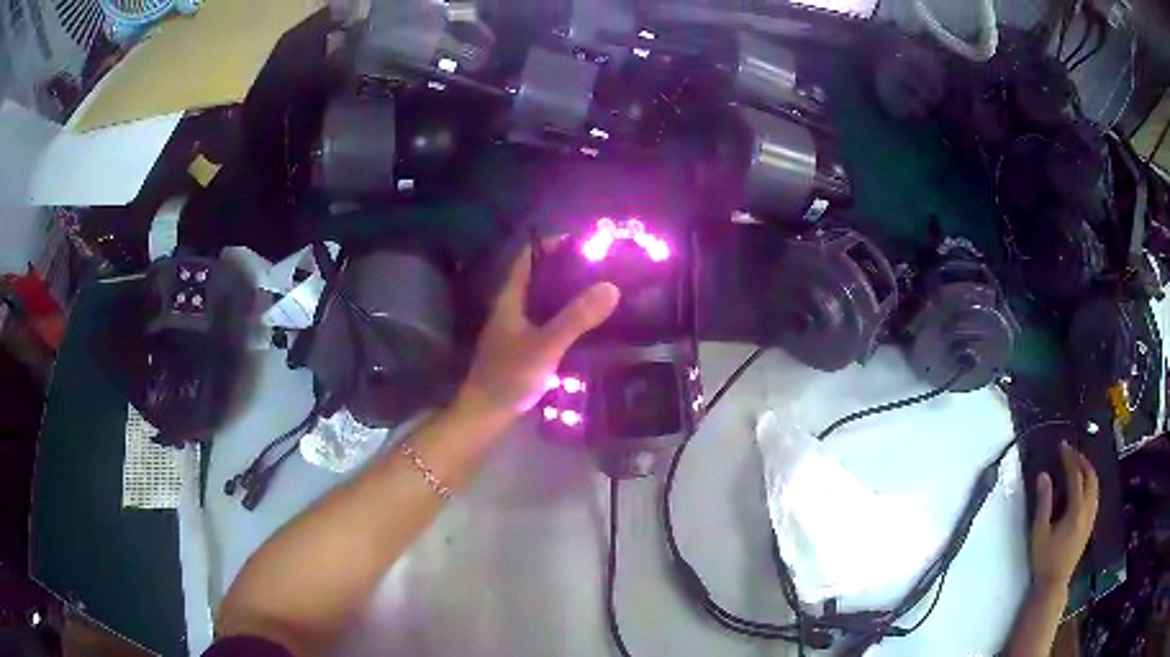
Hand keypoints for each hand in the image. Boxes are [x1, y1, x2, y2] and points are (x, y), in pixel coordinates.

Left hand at [456, 245, 620, 419]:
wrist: (485, 414)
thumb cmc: (510, 376)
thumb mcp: (546, 345)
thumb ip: (576, 317)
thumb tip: (610, 286)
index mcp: (510, 300)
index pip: (528, 259)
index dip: (551, 246)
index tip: (583, 243)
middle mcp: (510, 309)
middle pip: (537, 279)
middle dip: (564, 270)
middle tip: (598, 267)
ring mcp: (514, 330)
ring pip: (541, 302)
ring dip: (564, 294)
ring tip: (596, 291)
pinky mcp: (521, 348)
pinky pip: (544, 322)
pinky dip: (562, 316)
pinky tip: (582, 325)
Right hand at [1029, 441, 1098, 590]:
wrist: (1054, 584)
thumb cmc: (1044, 559)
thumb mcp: (1039, 533)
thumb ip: (1043, 503)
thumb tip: (1043, 475)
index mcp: (1076, 510)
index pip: (1076, 476)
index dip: (1069, 458)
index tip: (1062, 445)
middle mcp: (1087, 510)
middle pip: (1090, 477)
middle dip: (1082, 461)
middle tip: (1071, 452)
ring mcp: (1091, 517)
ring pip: (1095, 486)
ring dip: (1088, 471)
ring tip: (1078, 465)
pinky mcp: (1090, 524)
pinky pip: (1095, 495)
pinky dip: (1090, 484)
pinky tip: (1083, 487)